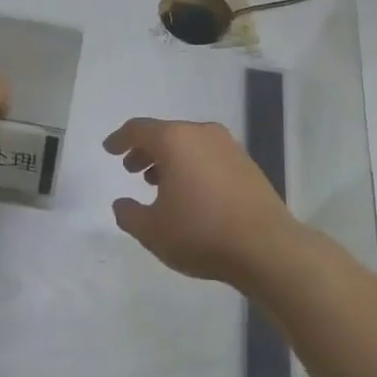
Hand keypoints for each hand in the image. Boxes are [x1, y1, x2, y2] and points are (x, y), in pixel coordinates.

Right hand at [104, 118, 295, 286]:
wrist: (267, 247)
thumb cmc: (201, 232)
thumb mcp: (151, 230)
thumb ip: (129, 214)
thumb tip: (122, 204)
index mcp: (175, 141)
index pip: (139, 129)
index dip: (120, 139)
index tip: (109, 149)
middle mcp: (203, 135)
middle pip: (166, 134)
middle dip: (145, 150)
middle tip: (132, 169)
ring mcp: (230, 148)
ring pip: (190, 145)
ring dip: (170, 160)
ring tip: (158, 184)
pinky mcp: (248, 166)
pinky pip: (209, 157)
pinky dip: (192, 167)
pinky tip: (190, 194)